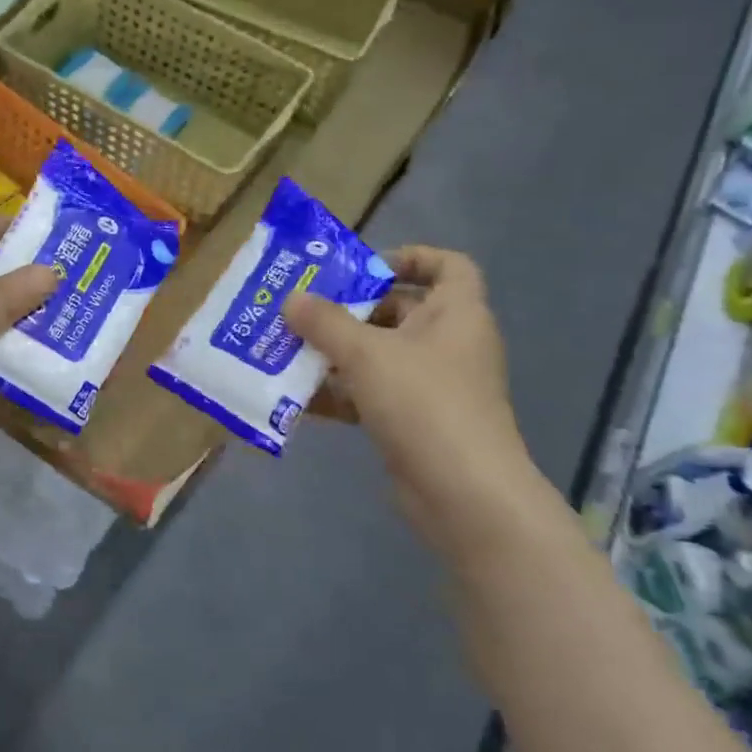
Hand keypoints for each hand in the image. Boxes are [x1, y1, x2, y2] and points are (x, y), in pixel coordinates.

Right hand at [284, 247, 531, 533]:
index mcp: (457, 314)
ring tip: (289, 350)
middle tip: (303, 310)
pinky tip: (299, 398)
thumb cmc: (423, 403)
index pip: (449, 266)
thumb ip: (325, 322)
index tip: (364, 267)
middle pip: (400, 311)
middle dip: (351, 309)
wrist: (463, 494)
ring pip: (380, 356)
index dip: (411, 257)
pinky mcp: (415, 422)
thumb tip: (292, 298)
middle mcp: (449, 344)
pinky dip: (341, 394)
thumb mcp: (366, 354)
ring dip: (337, 353)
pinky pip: (373, 395)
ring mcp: (433, 386)